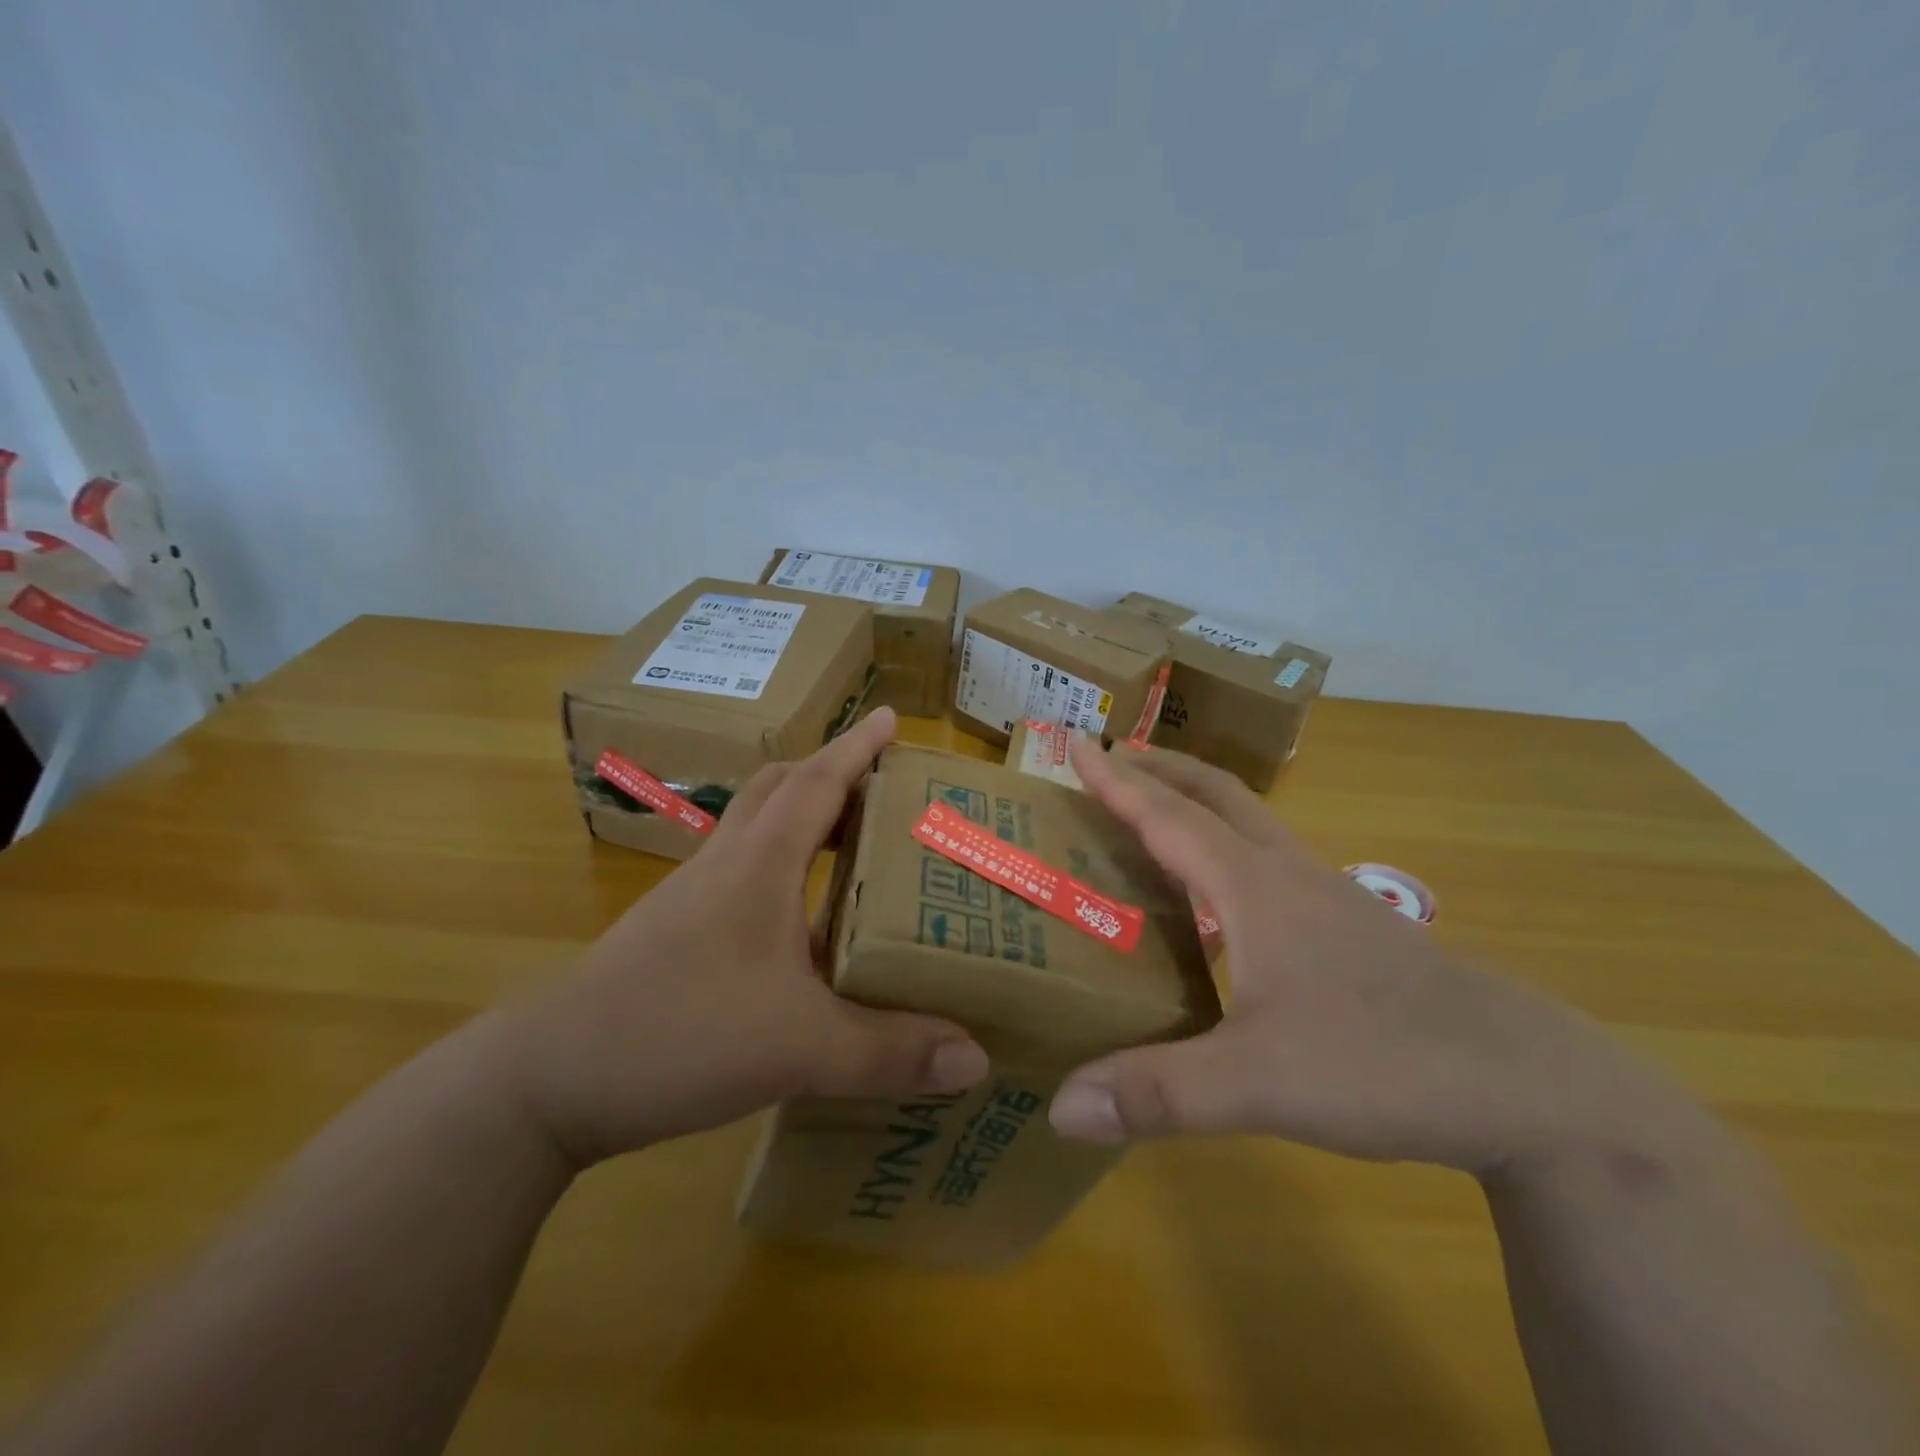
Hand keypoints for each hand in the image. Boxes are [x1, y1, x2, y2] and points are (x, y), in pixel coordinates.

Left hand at [506, 707, 988, 1168]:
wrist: (548, 1079)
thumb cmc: (679, 1033)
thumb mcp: (800, 1048)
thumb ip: (889, 1051)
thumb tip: (977, 1057)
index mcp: (759, 864)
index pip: (816, 783)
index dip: (856, 748)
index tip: (890, 718)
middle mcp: (726, 864)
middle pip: (779, 789)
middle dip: (831, 772)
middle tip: (880, 783)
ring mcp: (693, 896)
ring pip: (754, 827)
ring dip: (802, 815)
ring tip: (850, 838)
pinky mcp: (676, 930)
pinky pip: (739, 871)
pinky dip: (779, 866)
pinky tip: (799, 916)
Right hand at [1048, 743, 1694, 1176]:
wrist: (1530, 1085)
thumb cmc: (1386, 1060)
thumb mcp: (1260, 1083)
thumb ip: (1158, 1093)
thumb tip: (1060, 1107)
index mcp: (1254, 887)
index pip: (1170, 817)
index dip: (1118, 782)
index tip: (1078, 745)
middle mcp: (1287, 875)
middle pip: (1216, 796)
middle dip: (1161, 769)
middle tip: (1114, 760)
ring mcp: (1327, 899)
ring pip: (1251, 825)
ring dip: (1198, 804)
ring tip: (1157, 816)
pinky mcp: (1352, 930)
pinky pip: (1272, 864)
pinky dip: (1230, 850)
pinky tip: (1223, 901)